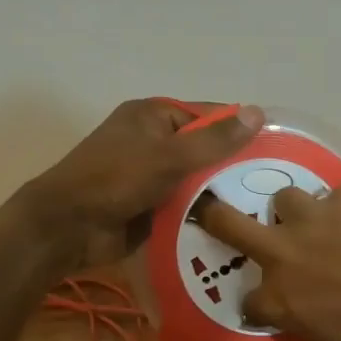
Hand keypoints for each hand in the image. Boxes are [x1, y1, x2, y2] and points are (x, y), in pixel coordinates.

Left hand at [20, 99, 263, 270]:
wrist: (65, 228)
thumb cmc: (114, 180)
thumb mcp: (168, 156)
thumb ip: (214, 140)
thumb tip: (258, 113)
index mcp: (153, 116)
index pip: (208, 115)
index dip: (238, 129)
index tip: (275, 149)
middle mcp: (153, 140)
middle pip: (204, 149)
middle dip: (232, 166)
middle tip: (273, 184)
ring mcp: (150, 175)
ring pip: (196, 180)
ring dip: (218, 193)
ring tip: (262, 209)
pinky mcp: (149, 205)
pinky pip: (183, 204)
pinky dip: (201, 213)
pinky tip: (234, 226)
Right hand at [198, 184, 340, 340]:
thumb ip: (308, 326)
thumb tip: (306, 316)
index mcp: (279, 297)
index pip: (248, 300)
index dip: (259, 303)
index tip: (270, 304)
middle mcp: (285, 251)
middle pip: (231, 223)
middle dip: (215, 216)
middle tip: (213, 211)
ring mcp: (315, 216)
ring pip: (286, 199)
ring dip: (297, 213)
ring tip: (322, 223)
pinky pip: (340, 197)